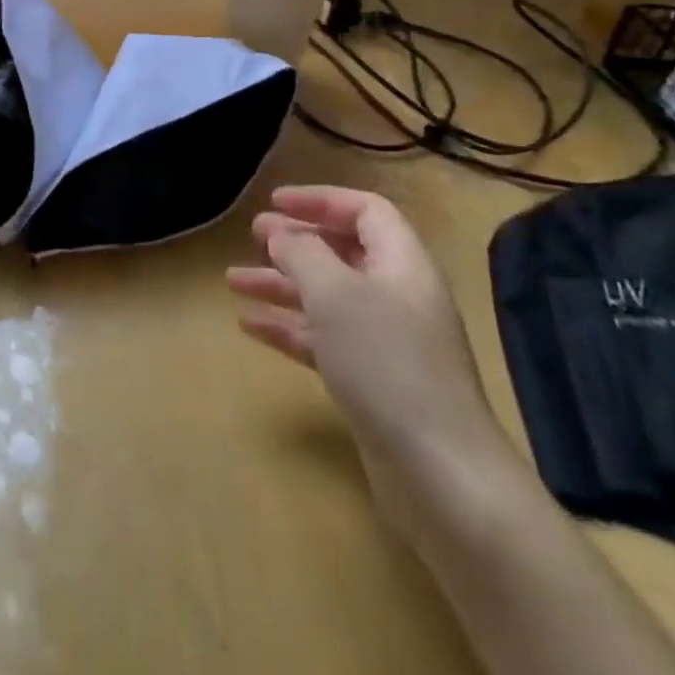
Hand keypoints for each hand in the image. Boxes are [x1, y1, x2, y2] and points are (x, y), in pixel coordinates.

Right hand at [227, 185, 509, 487]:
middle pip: (344, 253)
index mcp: (402, 265)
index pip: (366, 211)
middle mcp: (398, 296)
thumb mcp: (335, 294)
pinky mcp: (373, 381)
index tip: (275, 202)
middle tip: (253, 235)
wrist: (440, 474)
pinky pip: (324, 339)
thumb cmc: (386, 362)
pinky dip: (289, 327)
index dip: (320, 200)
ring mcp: (387, 342)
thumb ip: (302, 253)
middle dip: (296, 241)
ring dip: (282, 285)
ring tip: (233, 281)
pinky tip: (250, 326)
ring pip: (327, 298)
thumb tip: (281, 233)